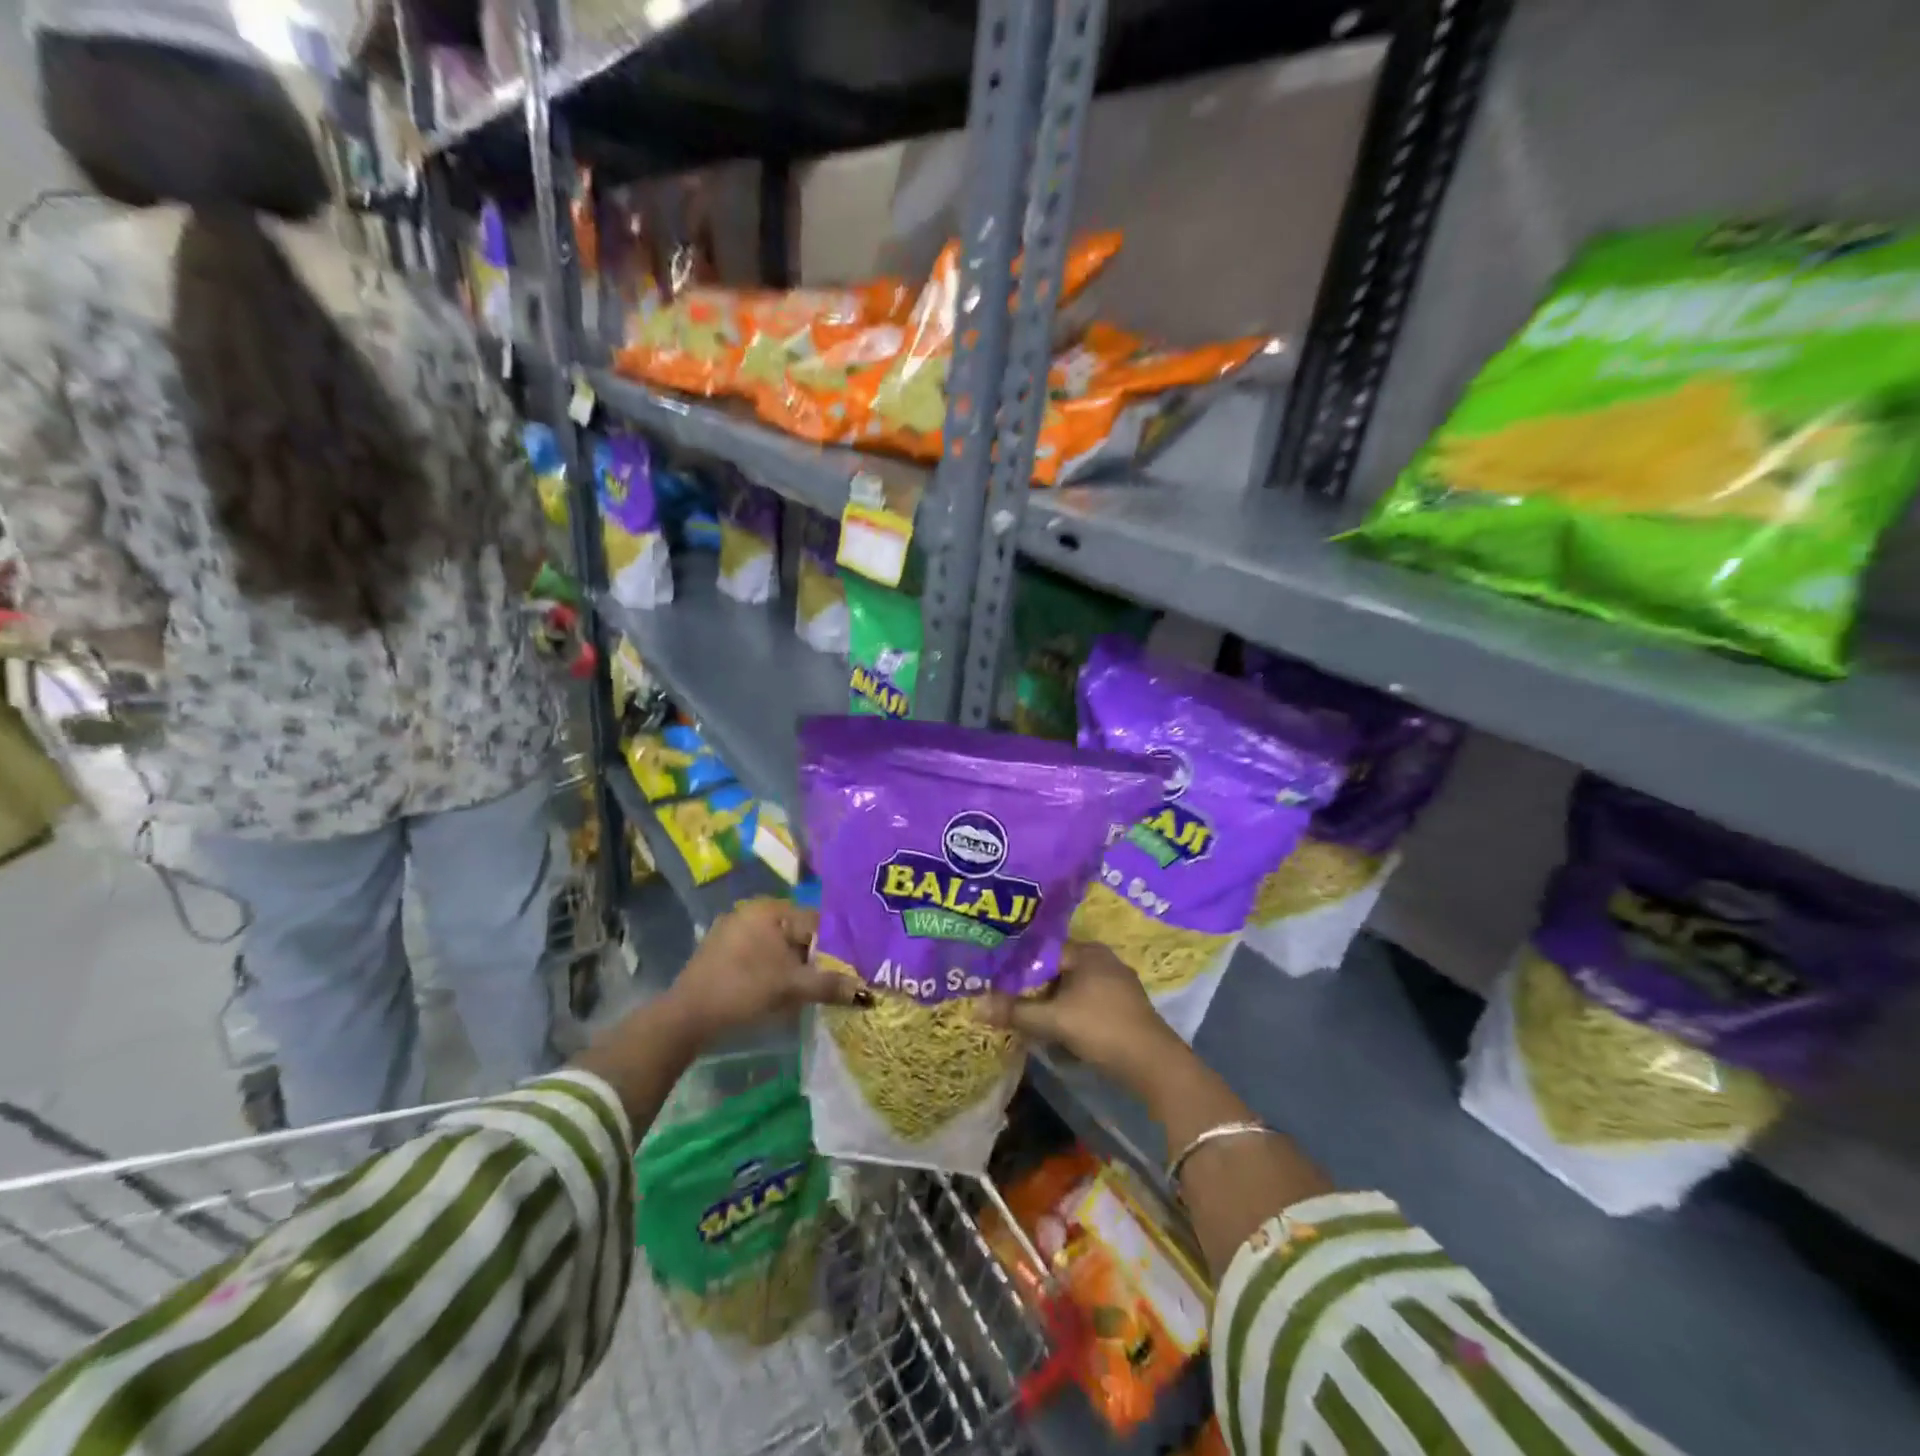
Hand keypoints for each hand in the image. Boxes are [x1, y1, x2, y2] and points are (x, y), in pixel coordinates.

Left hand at [664, 898, 869, 1045]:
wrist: (686, 1017)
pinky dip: (775, 970)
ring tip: (809, 990)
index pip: (816, 921)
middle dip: (815, 958)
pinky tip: (781, 992)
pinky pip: (761, 956)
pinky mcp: (723, 953)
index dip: (835, 946)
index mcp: (770, 910)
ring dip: (795, 967)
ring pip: (780, 947)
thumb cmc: (742, 990)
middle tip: (832, 982)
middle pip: (798, 934)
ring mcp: (734, 931)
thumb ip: (830, 985)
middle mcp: (752, 912)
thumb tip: (868, 994)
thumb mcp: (791, 987)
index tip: (849, 969)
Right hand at [976, 941, 1181, 1086]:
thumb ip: (1015, 1011)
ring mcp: (1117, 983)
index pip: (1043, 950)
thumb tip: (975, 1006)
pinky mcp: (1124, 1006)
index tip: (996, 980)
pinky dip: (1070, 1012)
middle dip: (1034, 986)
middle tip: (1007, 999)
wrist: (1153, 1063)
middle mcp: (1103, 959)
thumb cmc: (1101, 1028)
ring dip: (1052, 1002)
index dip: (1018, 965)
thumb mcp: (1053, 1021)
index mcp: (1087, 951)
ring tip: (1027, 1017)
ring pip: (1072, 987)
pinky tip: (1057, 1030)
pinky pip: (1087, 1001)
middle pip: (1057, 969)